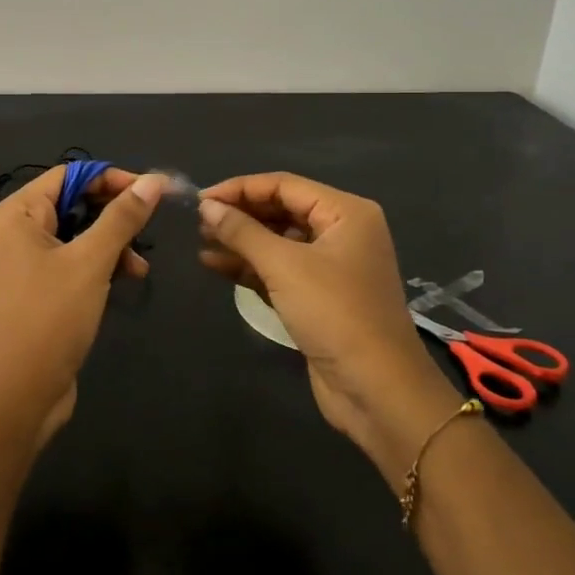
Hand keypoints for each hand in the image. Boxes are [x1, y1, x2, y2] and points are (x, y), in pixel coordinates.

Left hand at [0, 166, 165, 446]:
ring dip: (110, 244)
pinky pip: (69, 262)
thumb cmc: (50, 316)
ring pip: (75, 235)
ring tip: (138, 268)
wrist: (19, 393)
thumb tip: (154, 180)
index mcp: (14, 214)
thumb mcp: (92, 261)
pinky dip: (97, 266)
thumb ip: (123, 217)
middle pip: (72, 203)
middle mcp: (12, 232)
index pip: (68, 176)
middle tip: (149, 227)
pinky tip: (125, 281)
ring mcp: (20, 263)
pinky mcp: (33, 289)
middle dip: (113, 216)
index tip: (151, 191)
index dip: (111, 179)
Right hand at [198, 173, 460, 487]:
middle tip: (197, 222)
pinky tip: (215, 265)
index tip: (200, 199)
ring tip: (201, 241)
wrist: (376, 390)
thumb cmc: (334, 314)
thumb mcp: (284, 266)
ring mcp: (331, 266)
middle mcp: (341, 232)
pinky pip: (279, 269)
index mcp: (345, 212)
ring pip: (277, 241)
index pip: (284, 185)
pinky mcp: (319, 296)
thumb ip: (242, 232)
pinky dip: (250, 267)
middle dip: (240, 214)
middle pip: (281, 210)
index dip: (240, 189)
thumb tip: (206, 207)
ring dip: (241, 241)